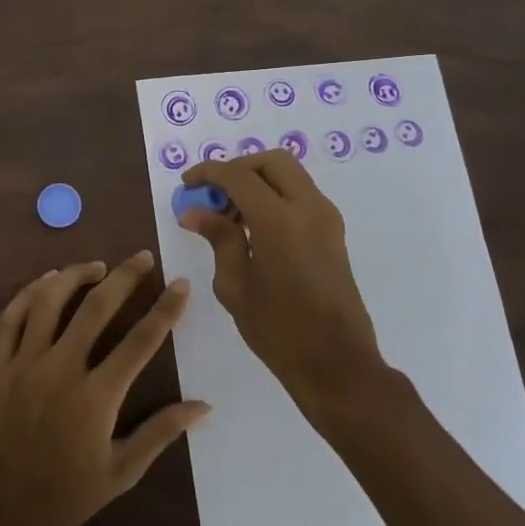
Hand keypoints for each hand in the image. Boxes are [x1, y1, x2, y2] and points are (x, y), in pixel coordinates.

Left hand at [0, 252, 210, 525]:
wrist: (0, 516)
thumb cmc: (66, 497)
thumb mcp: (122, 472)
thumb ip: (161, 432)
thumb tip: (204, 406)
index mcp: (96, 396)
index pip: (140, 341)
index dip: (164, 309)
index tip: (180, 284)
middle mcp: (60, 370)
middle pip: (96, 308)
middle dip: (124, 277)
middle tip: (143, 257)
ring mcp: (23, 365)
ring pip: (48, 302)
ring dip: (75, 276)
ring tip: (96, 266)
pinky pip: (10, 318)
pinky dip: (28, 293)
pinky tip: (45, 281)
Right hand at [180, 151, 385, 408]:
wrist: (337, 364)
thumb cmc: (279, 330)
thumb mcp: (236, 285)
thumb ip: (219, 238)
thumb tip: (195, 212)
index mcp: (280, 220)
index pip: (238, 175)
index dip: (208, 173)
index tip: (187, 184)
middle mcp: (309, 208)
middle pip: (271, 161)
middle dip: (238, 168)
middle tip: (213, 195)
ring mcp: (327, 218)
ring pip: (289, 175)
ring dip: (258, 181)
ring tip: (229, 216)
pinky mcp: (333, 233)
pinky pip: (300, 195)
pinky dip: (275, 196)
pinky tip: (253, 228)